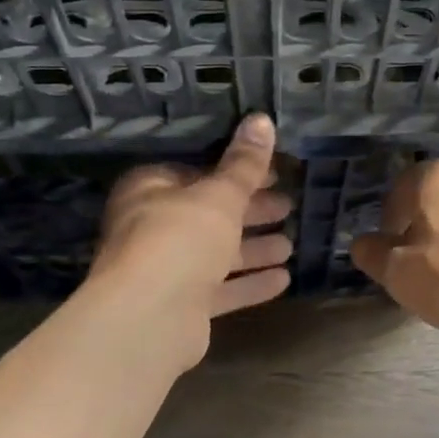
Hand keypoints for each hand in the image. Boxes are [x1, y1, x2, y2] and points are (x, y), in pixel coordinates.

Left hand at [92, 114, 293, 361]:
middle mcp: (152, 226)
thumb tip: (262, 119)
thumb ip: (244, 163)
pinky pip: (220, 288)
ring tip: (290, 245)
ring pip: (216, 253)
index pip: (197, 172)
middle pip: (210, 214)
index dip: (237, 172)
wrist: (148, 319)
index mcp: (150, 189)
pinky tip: (283, 280)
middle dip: (251, 212)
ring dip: (253, 249)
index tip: (274, 174)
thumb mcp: (220, 195)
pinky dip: (248, 282)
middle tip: (288, 207)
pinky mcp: (180, 306)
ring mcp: (165, 269)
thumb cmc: (180, 238)